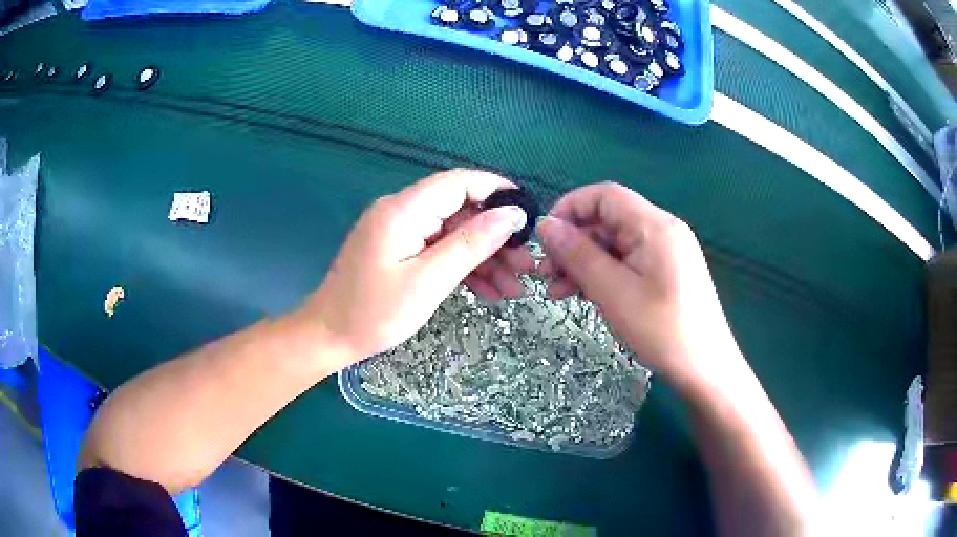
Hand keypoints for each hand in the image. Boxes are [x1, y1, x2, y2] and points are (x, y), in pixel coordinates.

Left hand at [301, 169, 533, 364]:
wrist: (329, 338)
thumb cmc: (374, 313)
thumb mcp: (429, 281)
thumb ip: (471, 244)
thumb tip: (512, 214)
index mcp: (404, 209)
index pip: (459, 183)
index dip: (497, 192)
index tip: (529, 215)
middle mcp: (402, 211)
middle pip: (460, 211)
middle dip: (496, 237)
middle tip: (527, 267)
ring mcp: (401, 232)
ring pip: (454, 234)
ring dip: (485, 258)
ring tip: (515, 289)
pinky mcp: (400, 250)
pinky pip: (439, 250)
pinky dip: (463, 268)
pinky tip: (489, 292)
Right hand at [536, 183, 744, 390]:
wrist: (704, 367)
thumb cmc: (661, 329)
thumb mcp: (613, 291)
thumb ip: (577, 254)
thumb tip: (545, 225)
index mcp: (654, 225)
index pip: (605, 195)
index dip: (570, 208)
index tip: (545, 238)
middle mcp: (661, 230)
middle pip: (608, 221)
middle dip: (573, 243)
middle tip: (545, 274)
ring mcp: (665, 252)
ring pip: (614, 244)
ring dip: (583, 263)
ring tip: (557, 292)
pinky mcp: (665, 272)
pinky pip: (627, 262)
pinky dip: (603, 274)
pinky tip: (582, 294)